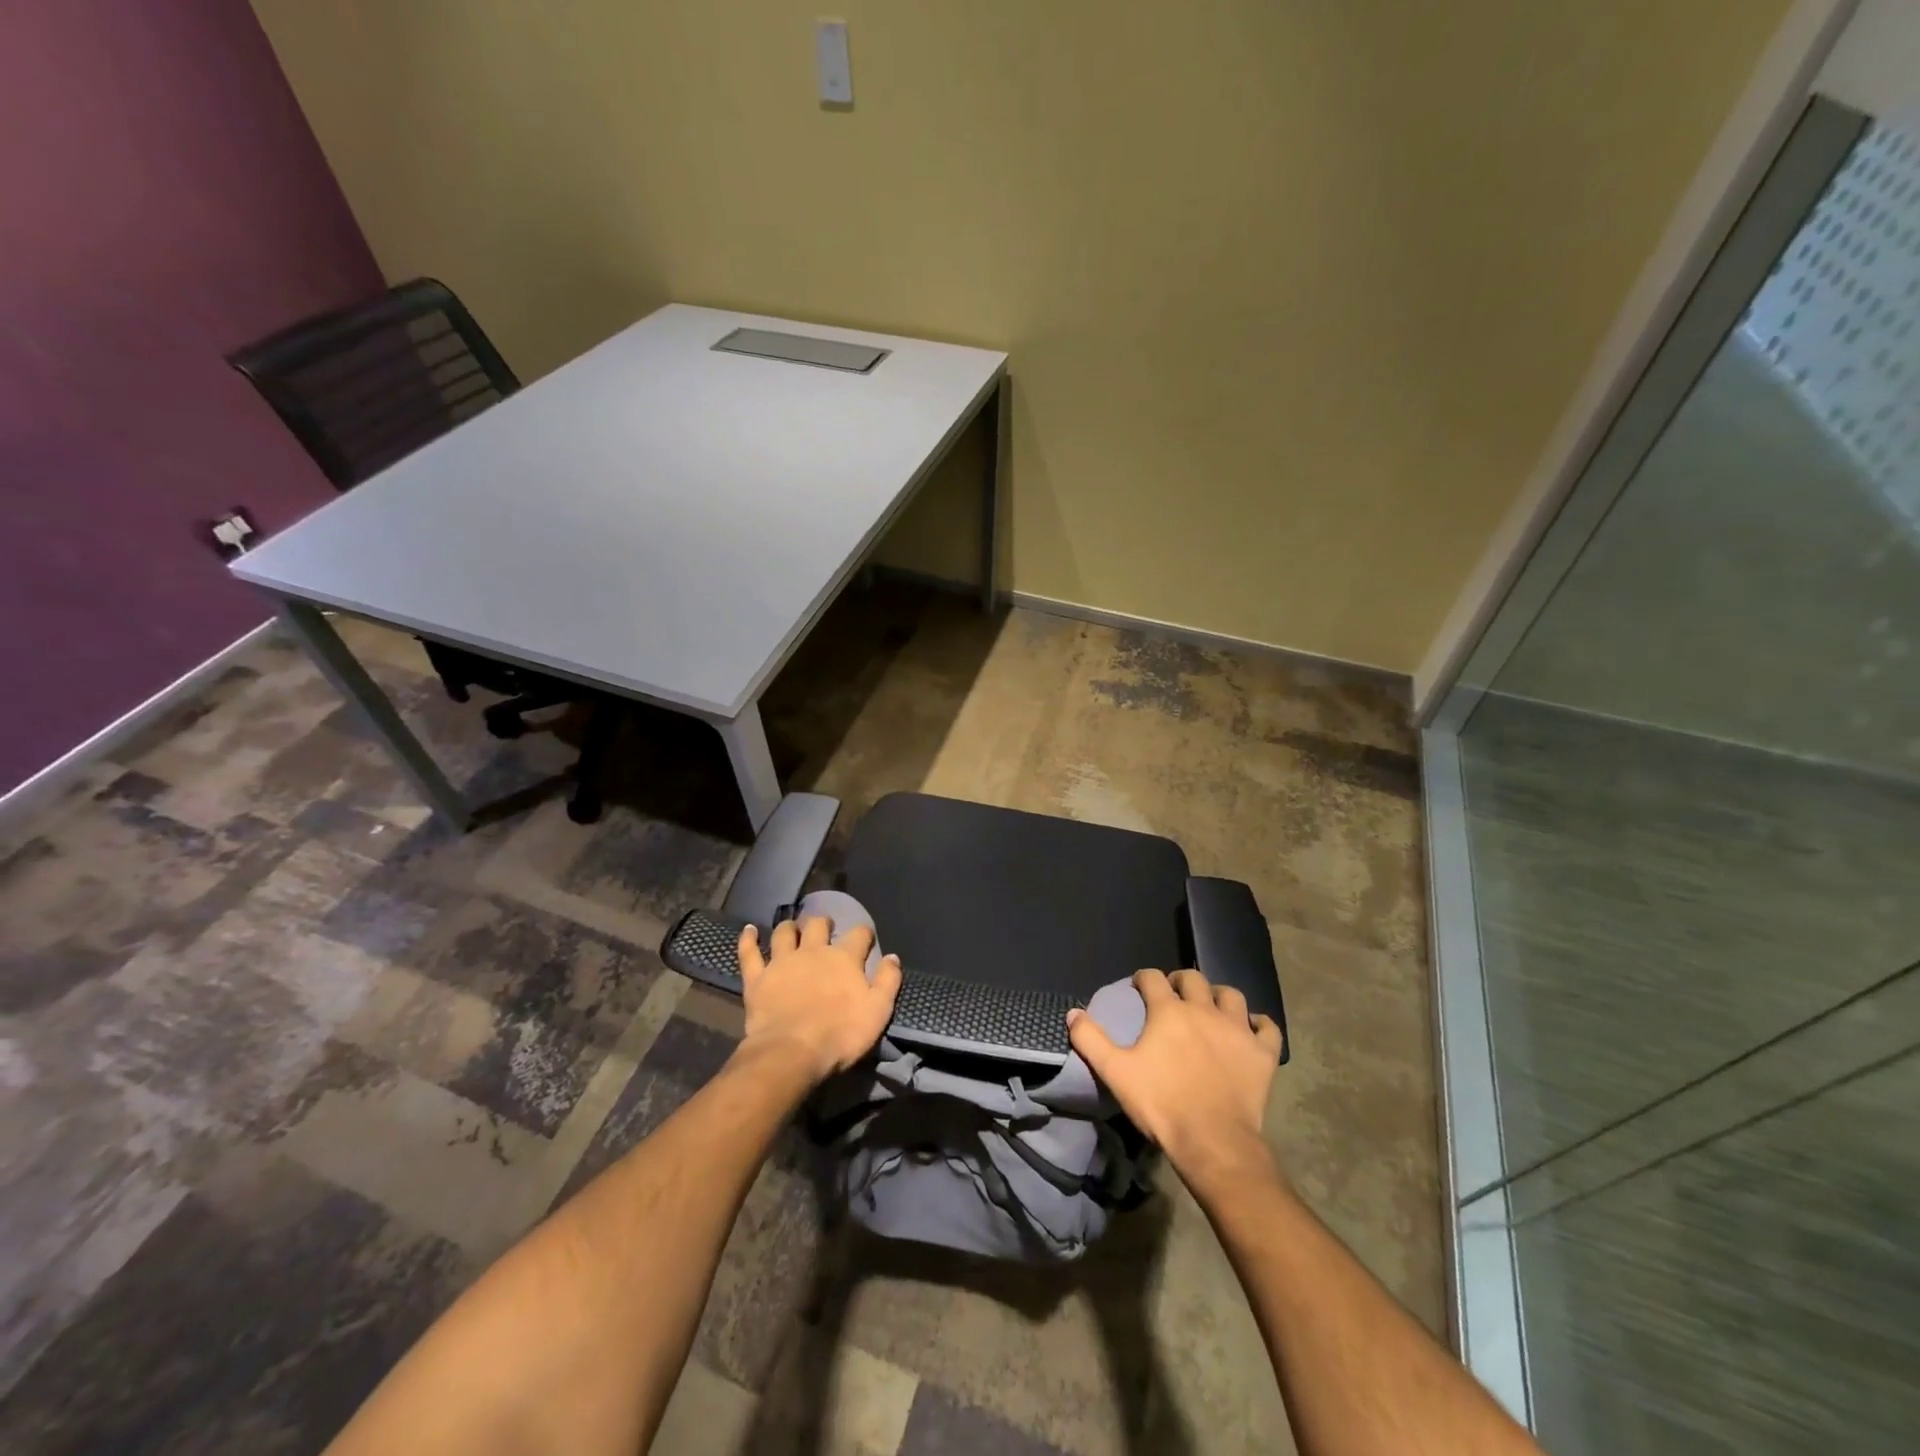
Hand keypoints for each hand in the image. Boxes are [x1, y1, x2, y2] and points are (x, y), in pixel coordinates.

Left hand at [735, 916, 902, 1084]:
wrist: (793, 1052)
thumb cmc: (840, 1034)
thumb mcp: (878, 1011)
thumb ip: (888, 981)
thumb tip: (893, 957)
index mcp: (844, 958)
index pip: (859, 934)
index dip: (864, 934)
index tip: (866, 938)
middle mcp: (813, 951)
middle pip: (818, 925)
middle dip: (823, 922)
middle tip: (825, 927)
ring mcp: (782, 962)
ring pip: (784, 933)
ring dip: (789, 927)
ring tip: (792, 927)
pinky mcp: (757, 978)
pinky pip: (749, 952)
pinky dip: (748, 939)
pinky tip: (748, 930)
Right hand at [1067, 968, 1284, 1192]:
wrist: (1213, 1142)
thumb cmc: (1161, 1104)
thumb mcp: (1115, 1072)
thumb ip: (1091, 1039)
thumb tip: (1072, 1013)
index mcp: (1169, 1010)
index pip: (1153, 978)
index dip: (1143, 979)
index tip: (1138, 988)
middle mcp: (1204, 1010)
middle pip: (1193, 978)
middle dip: (1180, 980)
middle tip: (1173, 995)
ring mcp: (1238, 1029)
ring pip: (1231, 995)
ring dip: (1218, 996)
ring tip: (1211, 1008)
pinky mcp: (1263, 1053)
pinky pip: (1267, 1027)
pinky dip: (1258, 1024)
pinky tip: (1250, 1030)